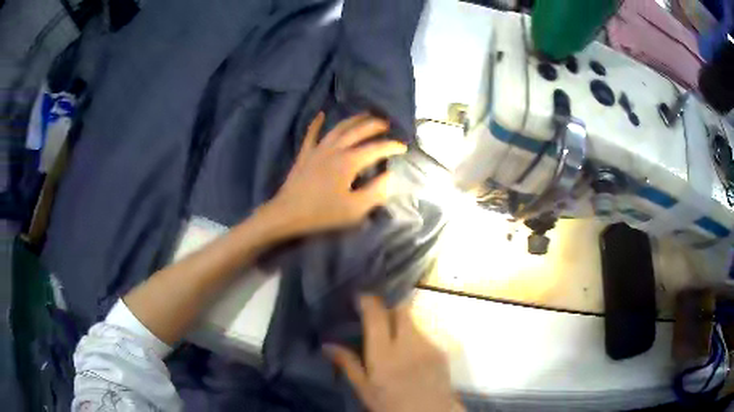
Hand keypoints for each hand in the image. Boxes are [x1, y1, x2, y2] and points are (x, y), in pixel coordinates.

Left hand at [268, 113, 406, 235]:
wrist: (287, 213)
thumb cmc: (322, 213)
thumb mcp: (355, 209)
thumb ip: (376, 192)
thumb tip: (390, 176)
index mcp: (349, 162)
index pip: (376, 148)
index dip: (392, 146)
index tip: (403, 147)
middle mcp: (335, 149)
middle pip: (359, 131)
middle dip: (375, 125)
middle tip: (388, 124)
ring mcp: (318, 149)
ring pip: (339, 128)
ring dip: (354, 119)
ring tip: (366, 115)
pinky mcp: (305, 154)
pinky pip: (311, 134)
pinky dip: (316, 123)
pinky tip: (321, 114)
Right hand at [325, 296, 463, 411]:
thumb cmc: (391, 405)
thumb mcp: (365, 389)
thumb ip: (348, 364)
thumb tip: (327, 345)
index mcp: (384, 354)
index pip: (376, 315)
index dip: (368, 301)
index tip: (359, 297)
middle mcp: (408, 343)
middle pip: (400, 308)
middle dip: (388, 305)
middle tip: (377, 314)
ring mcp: (427, 345)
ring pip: (412, 320)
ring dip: (401, 323)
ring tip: (393, 339)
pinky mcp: (440, 350)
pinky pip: (424, 334)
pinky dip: (413, 337)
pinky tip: (409, 354)